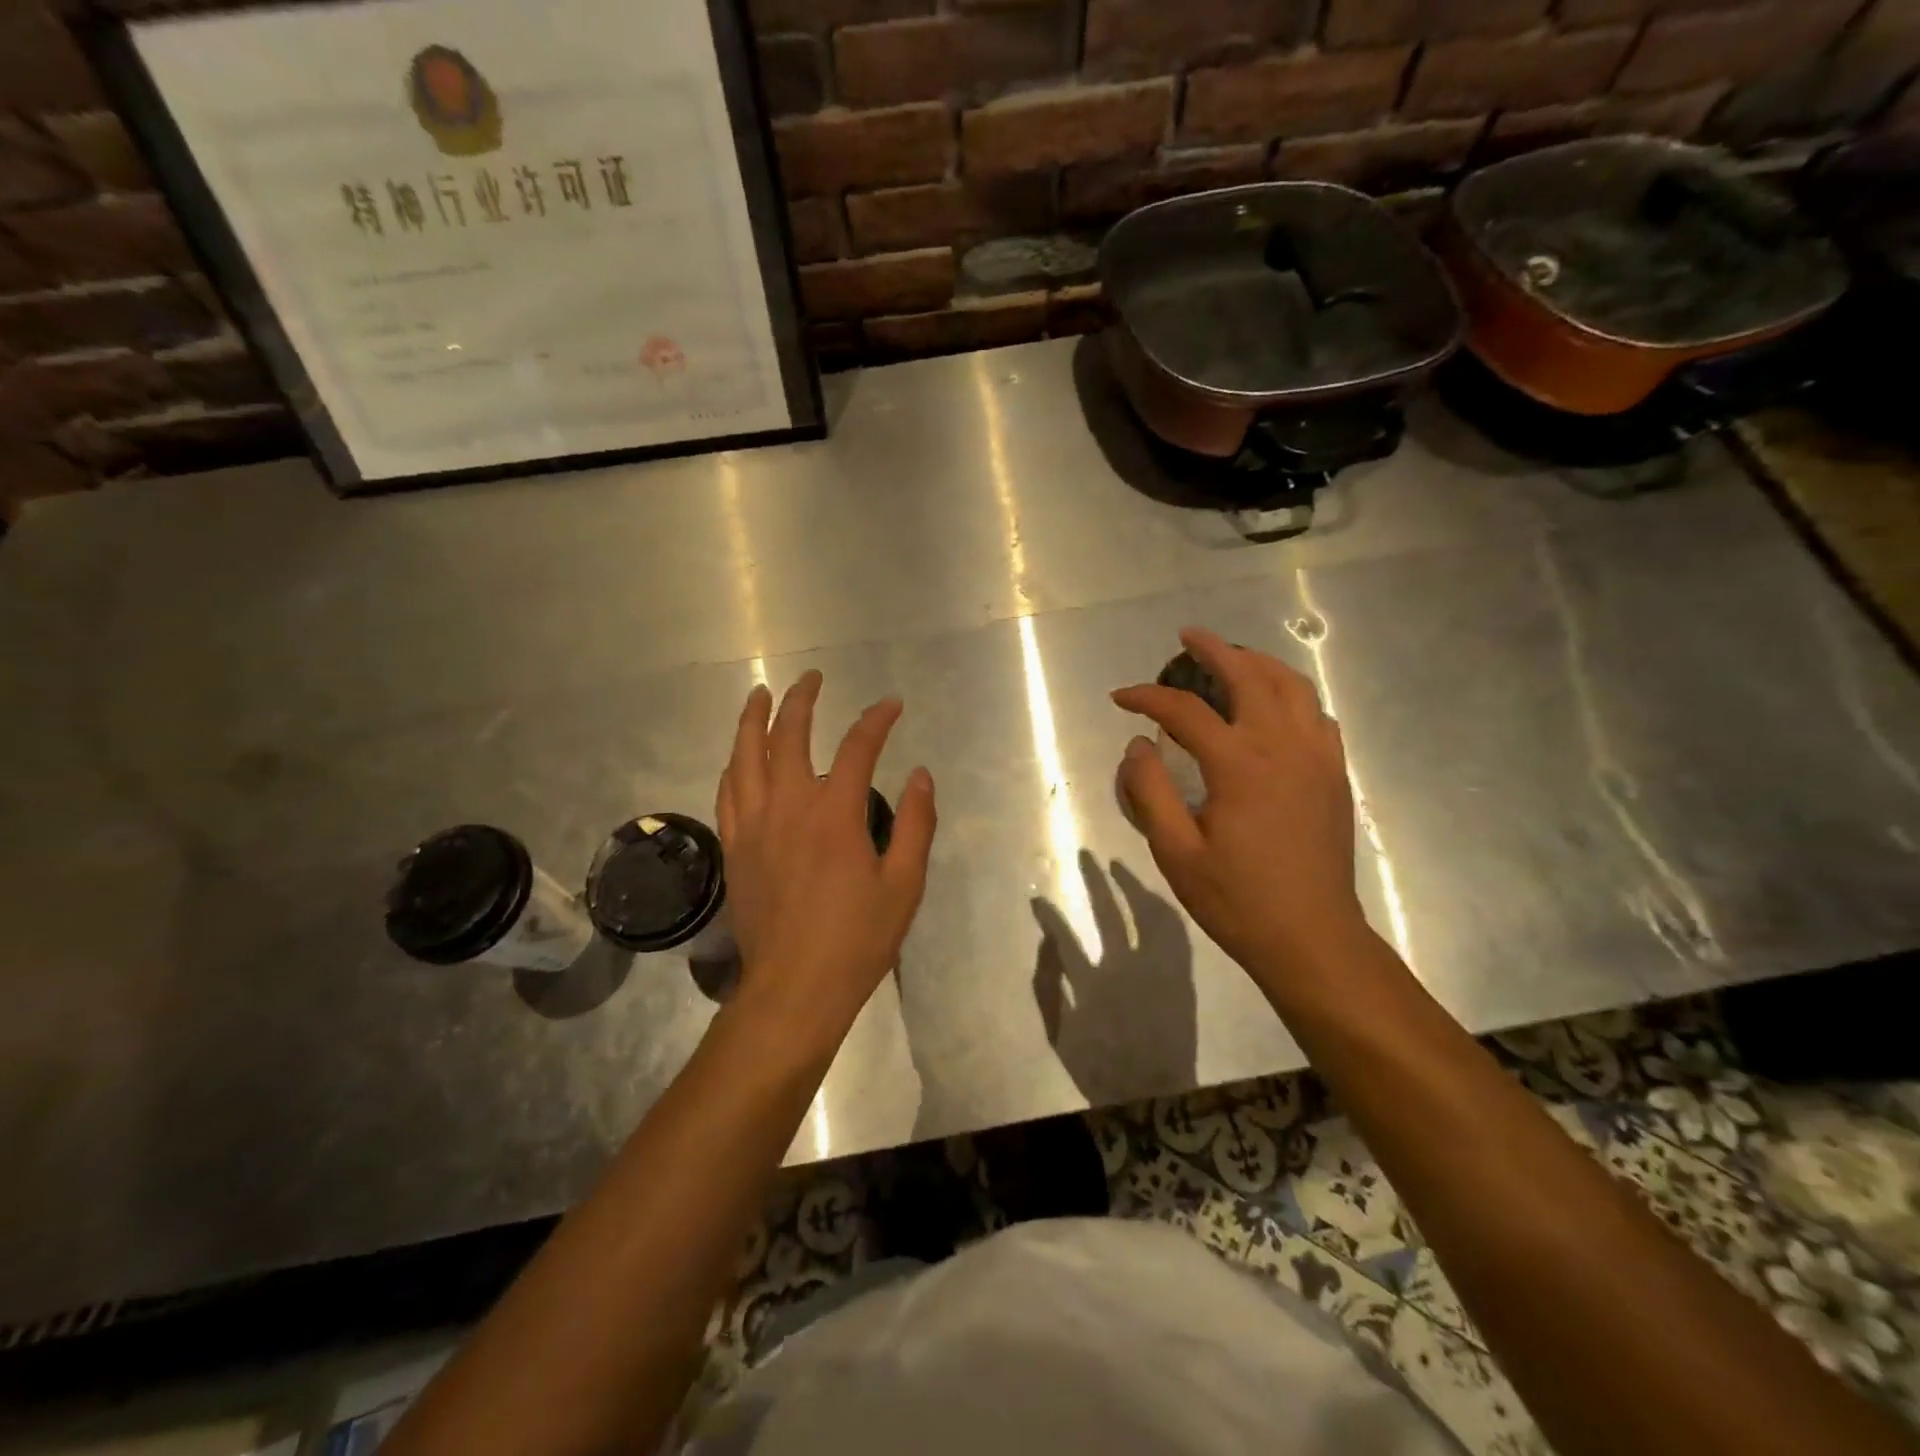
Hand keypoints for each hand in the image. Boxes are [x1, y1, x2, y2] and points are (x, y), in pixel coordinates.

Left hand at [716, 671, 936, 1052]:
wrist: (795, 988)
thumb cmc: (858, 939)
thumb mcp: (904, 885)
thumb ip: (915, 824)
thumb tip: (920, 775)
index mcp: (834, 814)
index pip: (856, 747)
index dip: (876, 719)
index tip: (891, 704)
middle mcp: (788, 807)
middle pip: (789, 736)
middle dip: (802, 700)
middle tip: (813, 678)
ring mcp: (753, 826)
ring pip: (746, 756)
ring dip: (754, 720)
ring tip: (760, 694)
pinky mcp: (734, 847)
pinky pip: (728, 792)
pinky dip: (735, 764)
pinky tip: (739, 756)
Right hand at [1111, 628, 1367, 986]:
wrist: (1311, 938)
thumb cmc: (1237, 899)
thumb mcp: (1176, 852)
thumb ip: (1150, 792)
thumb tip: (1136, 746)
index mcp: (1240, 764)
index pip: (1185, 711)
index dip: (1147, 698)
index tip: (1121, 698)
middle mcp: (1283, 746)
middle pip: (1250, 676)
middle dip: (1214, 650)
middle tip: (1187, 638)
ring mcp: (1317, 758)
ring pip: (1293, 687)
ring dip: (1259, 663)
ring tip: (1232, 658)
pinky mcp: (1334, 775)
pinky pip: (1316, 715)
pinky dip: (1292, 696)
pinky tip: (1276, 707)